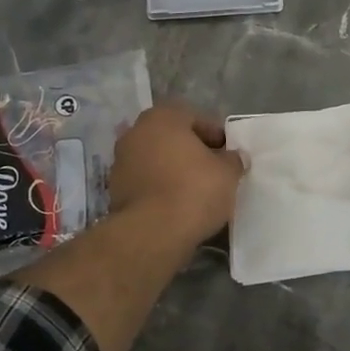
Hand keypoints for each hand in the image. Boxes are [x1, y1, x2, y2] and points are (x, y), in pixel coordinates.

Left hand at [108, 102, 244, 247]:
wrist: (152, 232)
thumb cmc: (193, 190)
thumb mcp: (227, 173)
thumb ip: (233, 160)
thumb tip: (234, 157)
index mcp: (162, 118)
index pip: (194, 118)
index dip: (215, 135)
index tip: (228, 154)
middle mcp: (136, 132)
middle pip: (172, 138)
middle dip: (191, 151)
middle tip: (213, 170)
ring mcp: (121, 161)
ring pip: (156, 160)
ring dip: (173, 170)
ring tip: (196, 191)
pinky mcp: (114, 190)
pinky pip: (146, 182)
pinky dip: (159, 188)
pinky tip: (177, 205)